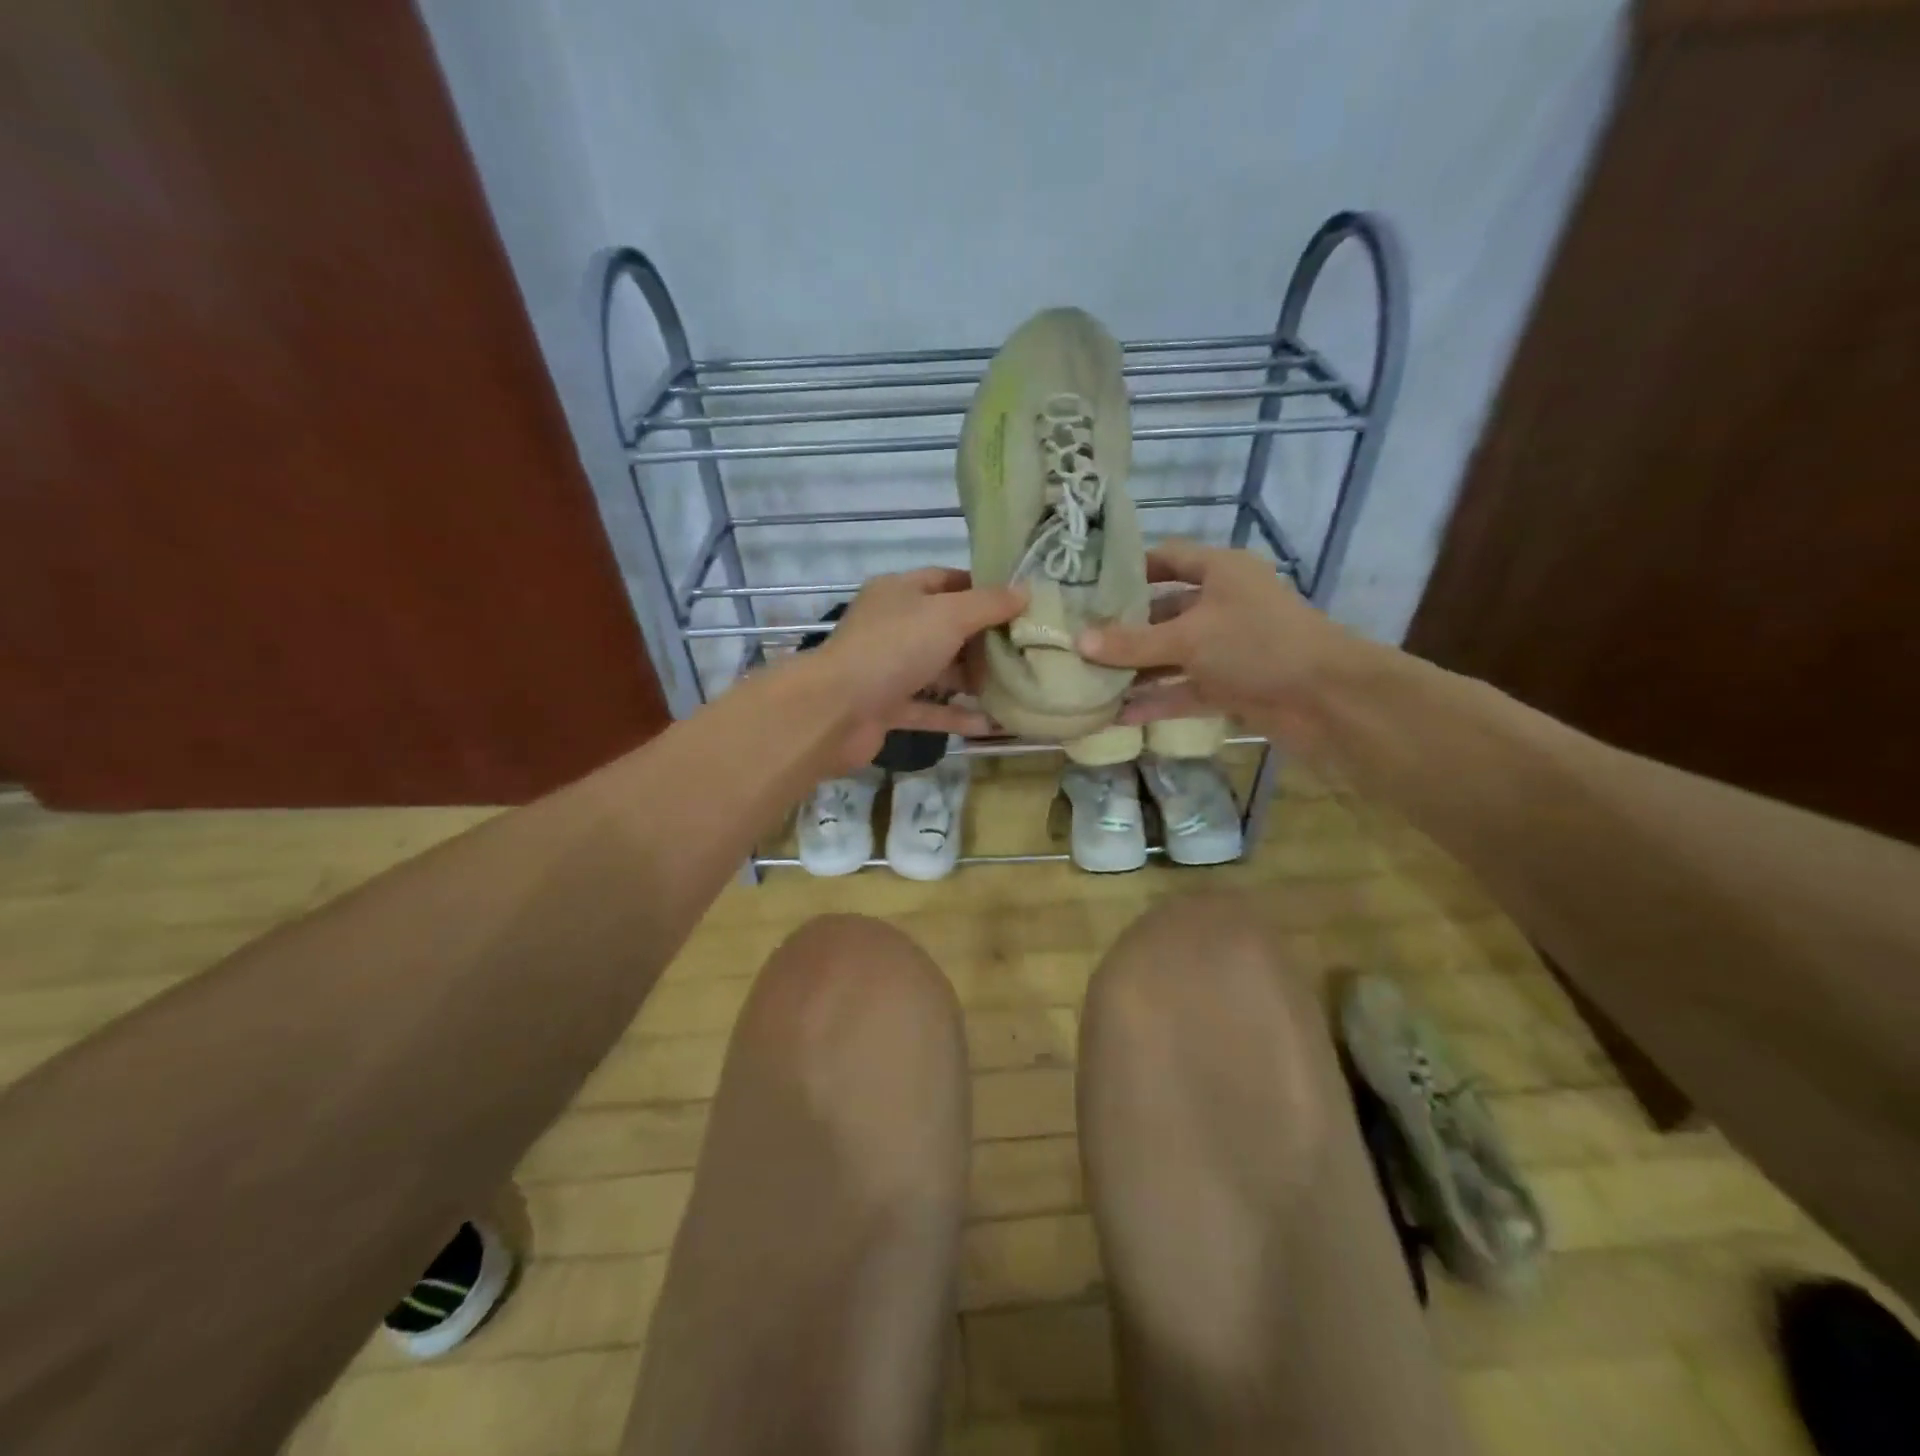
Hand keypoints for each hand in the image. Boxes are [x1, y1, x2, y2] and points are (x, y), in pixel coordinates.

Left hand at [808, 567, 1025, 772]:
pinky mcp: (888, 707)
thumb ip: (988, 605)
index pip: (947, 580)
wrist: (835, 710)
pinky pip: (930, 709)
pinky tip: (993, 723)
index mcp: (900, 592)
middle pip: (946, 628)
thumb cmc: (894, 649)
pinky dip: (957, 715)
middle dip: (984, 640)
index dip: (983, 588)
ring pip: (939, 671)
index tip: (1020, 603)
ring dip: (974, 680)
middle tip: (1027, 649)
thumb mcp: (948, 616)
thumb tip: (1025, 591)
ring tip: (1018, 686)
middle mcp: (893, 627)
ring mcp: (889, 669)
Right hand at [1076, 541, 1356, 751]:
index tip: (1090, 585)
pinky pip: (1184, 691)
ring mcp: (1228, 649)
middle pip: (1164, 612)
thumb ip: (1132, 643)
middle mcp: (1223, 605)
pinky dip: (1157, 701)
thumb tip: (1079, 642)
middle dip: (1125, 629)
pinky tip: (1118, 715)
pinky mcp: (1231, 686)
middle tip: (1079, 639)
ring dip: (1137, 670)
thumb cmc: (1256, 645)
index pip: (1168, 558)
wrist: (1327, 699)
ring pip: (1172, 656)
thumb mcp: (1188, 638)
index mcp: (1221, 572)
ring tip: (1089, 680)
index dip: (1131, 569)